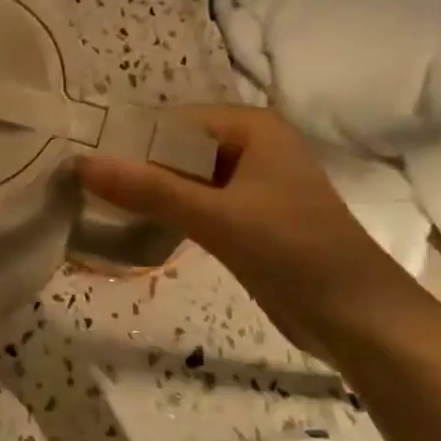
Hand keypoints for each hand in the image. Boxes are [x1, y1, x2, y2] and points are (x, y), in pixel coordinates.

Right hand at [78, 105, 436, 358]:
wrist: (360, 319)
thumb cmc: (293, 251)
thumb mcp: (215, 217)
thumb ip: (148, 189)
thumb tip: (81, 163)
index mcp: (250, 127)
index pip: (171, 121)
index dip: (126, 140)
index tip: (80, 162)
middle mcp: (250, 146)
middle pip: (175, 149)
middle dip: (133, 168)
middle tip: (80, 187)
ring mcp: (250, 183)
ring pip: (182, 178)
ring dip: (147, 192)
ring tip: (97, 206)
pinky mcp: (247, 218)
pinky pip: (195, 203)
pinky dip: (167, 212)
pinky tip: (134, 226)